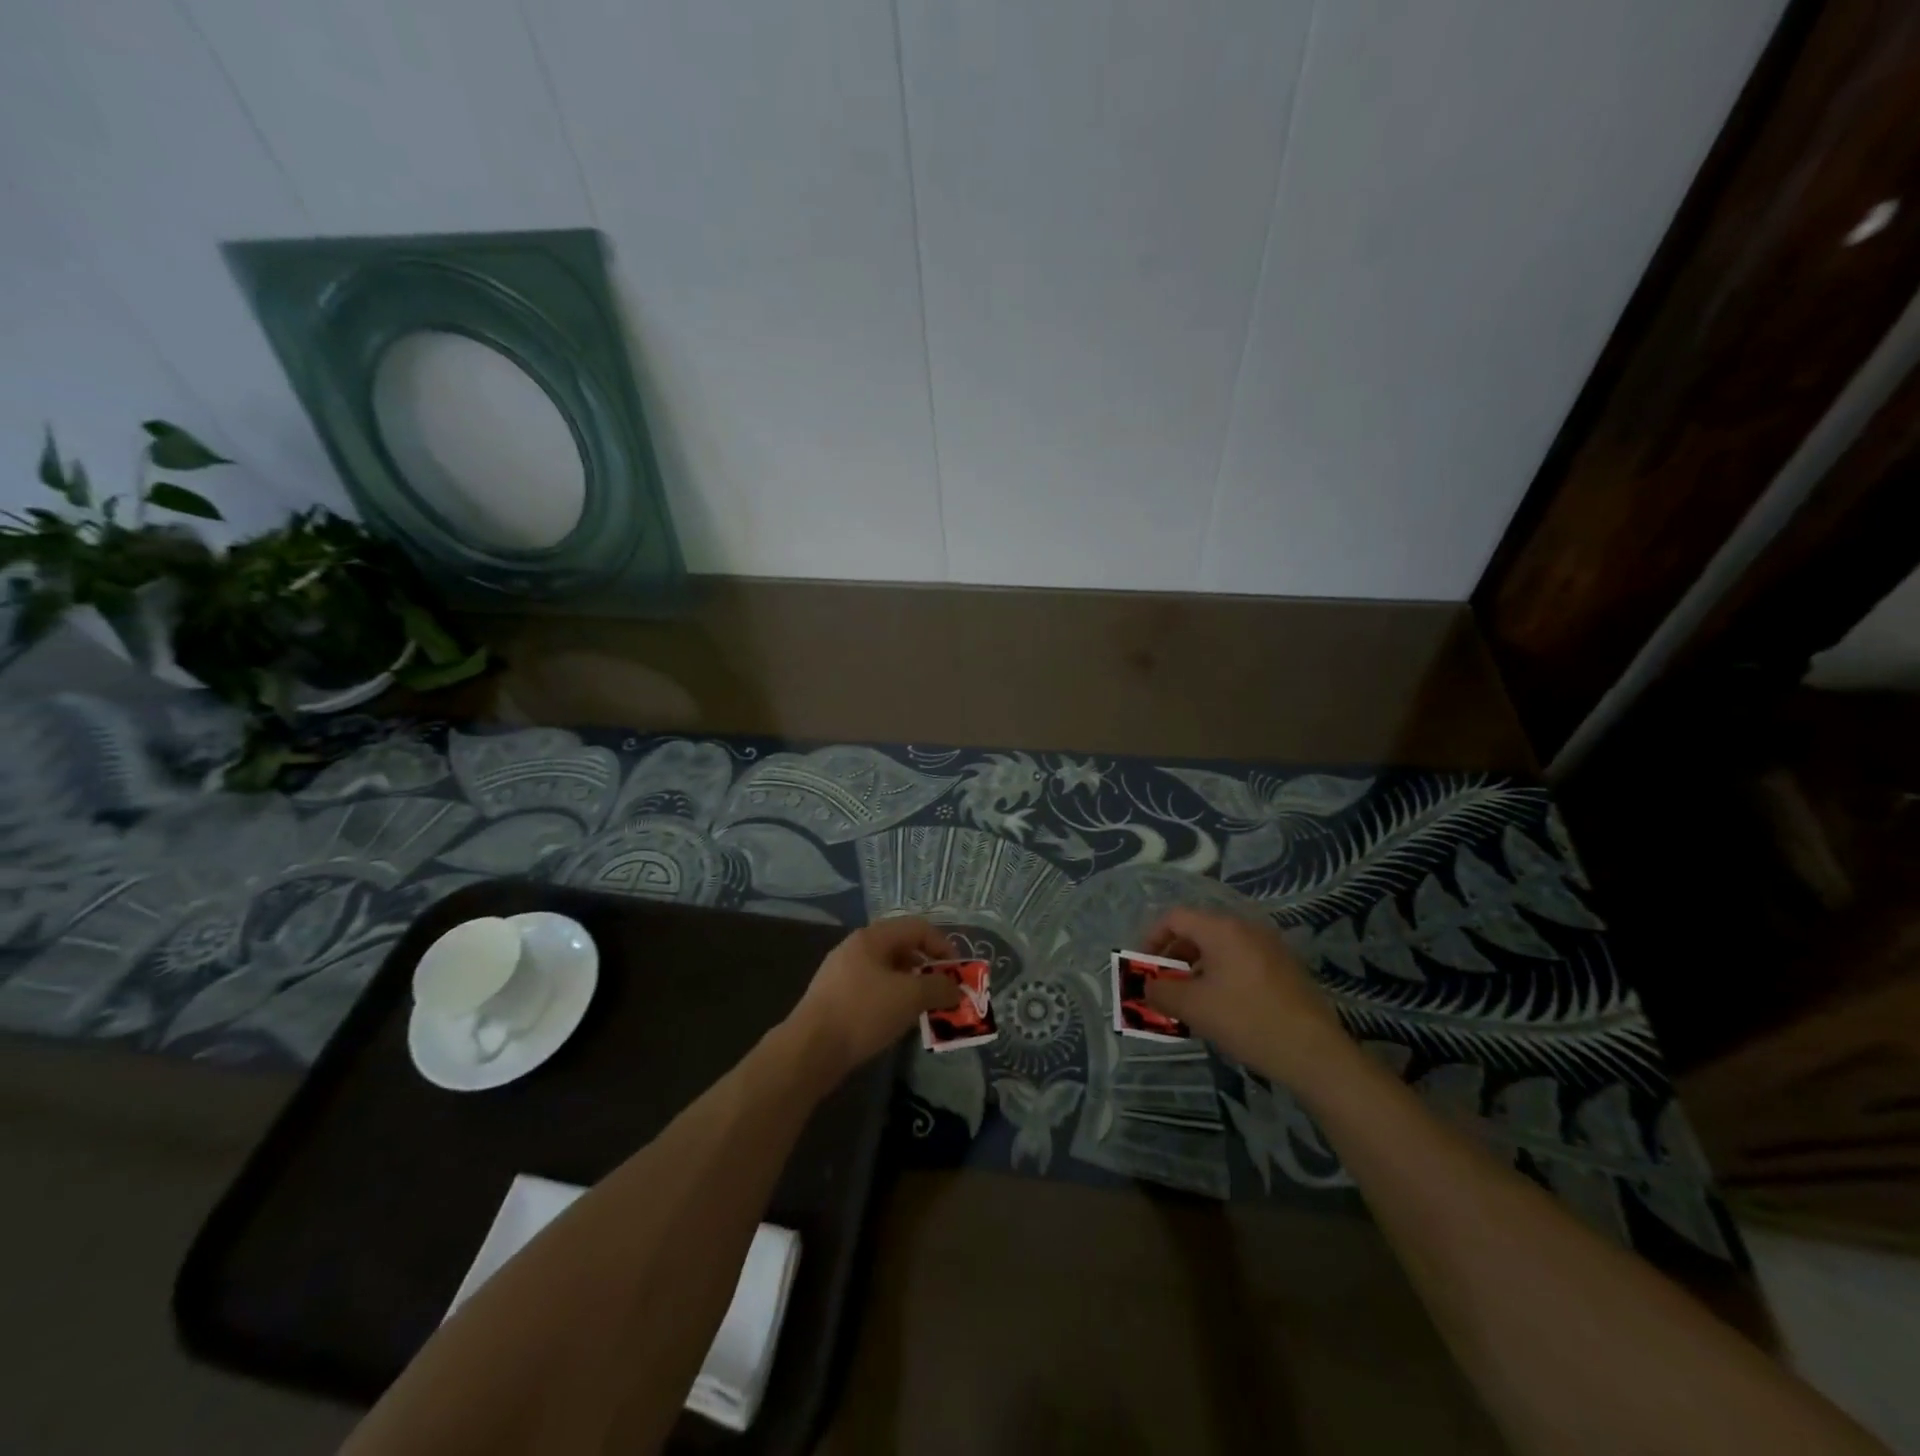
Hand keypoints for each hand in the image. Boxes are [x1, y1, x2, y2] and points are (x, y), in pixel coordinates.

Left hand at [785, 917, 960, 1079]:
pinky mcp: (834, 997)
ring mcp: (841, 972)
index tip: (958, 973)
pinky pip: (872, 990)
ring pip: (887, 972)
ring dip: (911, 987)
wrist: (810, 1049)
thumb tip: (957, 989)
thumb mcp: (910, 997)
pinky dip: (891, 1000)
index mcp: (873, 937)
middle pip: (902, 948)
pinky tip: (896, 1022)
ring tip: (924, 1010)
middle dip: (928, 970)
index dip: (943, 946)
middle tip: (943, 993)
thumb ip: (939, 988)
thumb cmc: (863, 1012)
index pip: (918, 928)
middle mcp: (856, 947)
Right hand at [1140, 907, 1354, 1090]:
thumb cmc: (1246, 1021)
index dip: (1151, 939)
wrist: (1315, 1054)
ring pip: (1220, 947)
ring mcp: (1270, 946)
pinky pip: (1241, 960)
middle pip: (1198, 930)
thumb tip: (1145, 987)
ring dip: (1197, 968)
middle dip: (1174, 956)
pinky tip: (1222, 1007)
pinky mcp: (1285, 968)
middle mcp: (1246, 927)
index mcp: (1222, 929)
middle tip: (1163, 985)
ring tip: (1190, 1001)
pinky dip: (1222, 975)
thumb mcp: (1193, 1008)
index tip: (1143, 967)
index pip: (1174, 918)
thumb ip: (1160, 992)